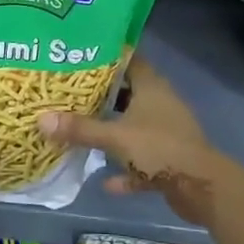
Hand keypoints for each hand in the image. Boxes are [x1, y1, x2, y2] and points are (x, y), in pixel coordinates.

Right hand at [37, 58, 238, 226]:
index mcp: (151, 86)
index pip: (129, 59)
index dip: (106, 55)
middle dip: (102, 95)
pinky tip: (106, 181)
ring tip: (82, 131)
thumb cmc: (159, 149)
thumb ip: (79, 129)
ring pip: (134, 126)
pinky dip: (127, 170)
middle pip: (128, 92)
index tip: (79, 55)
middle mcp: (160, 103)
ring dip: (113, 132)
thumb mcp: (115, 137)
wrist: (202, 188)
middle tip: (70, 93)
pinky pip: (142, 160)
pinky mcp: (170, 159)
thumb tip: (40, 119)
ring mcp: (167, 132)